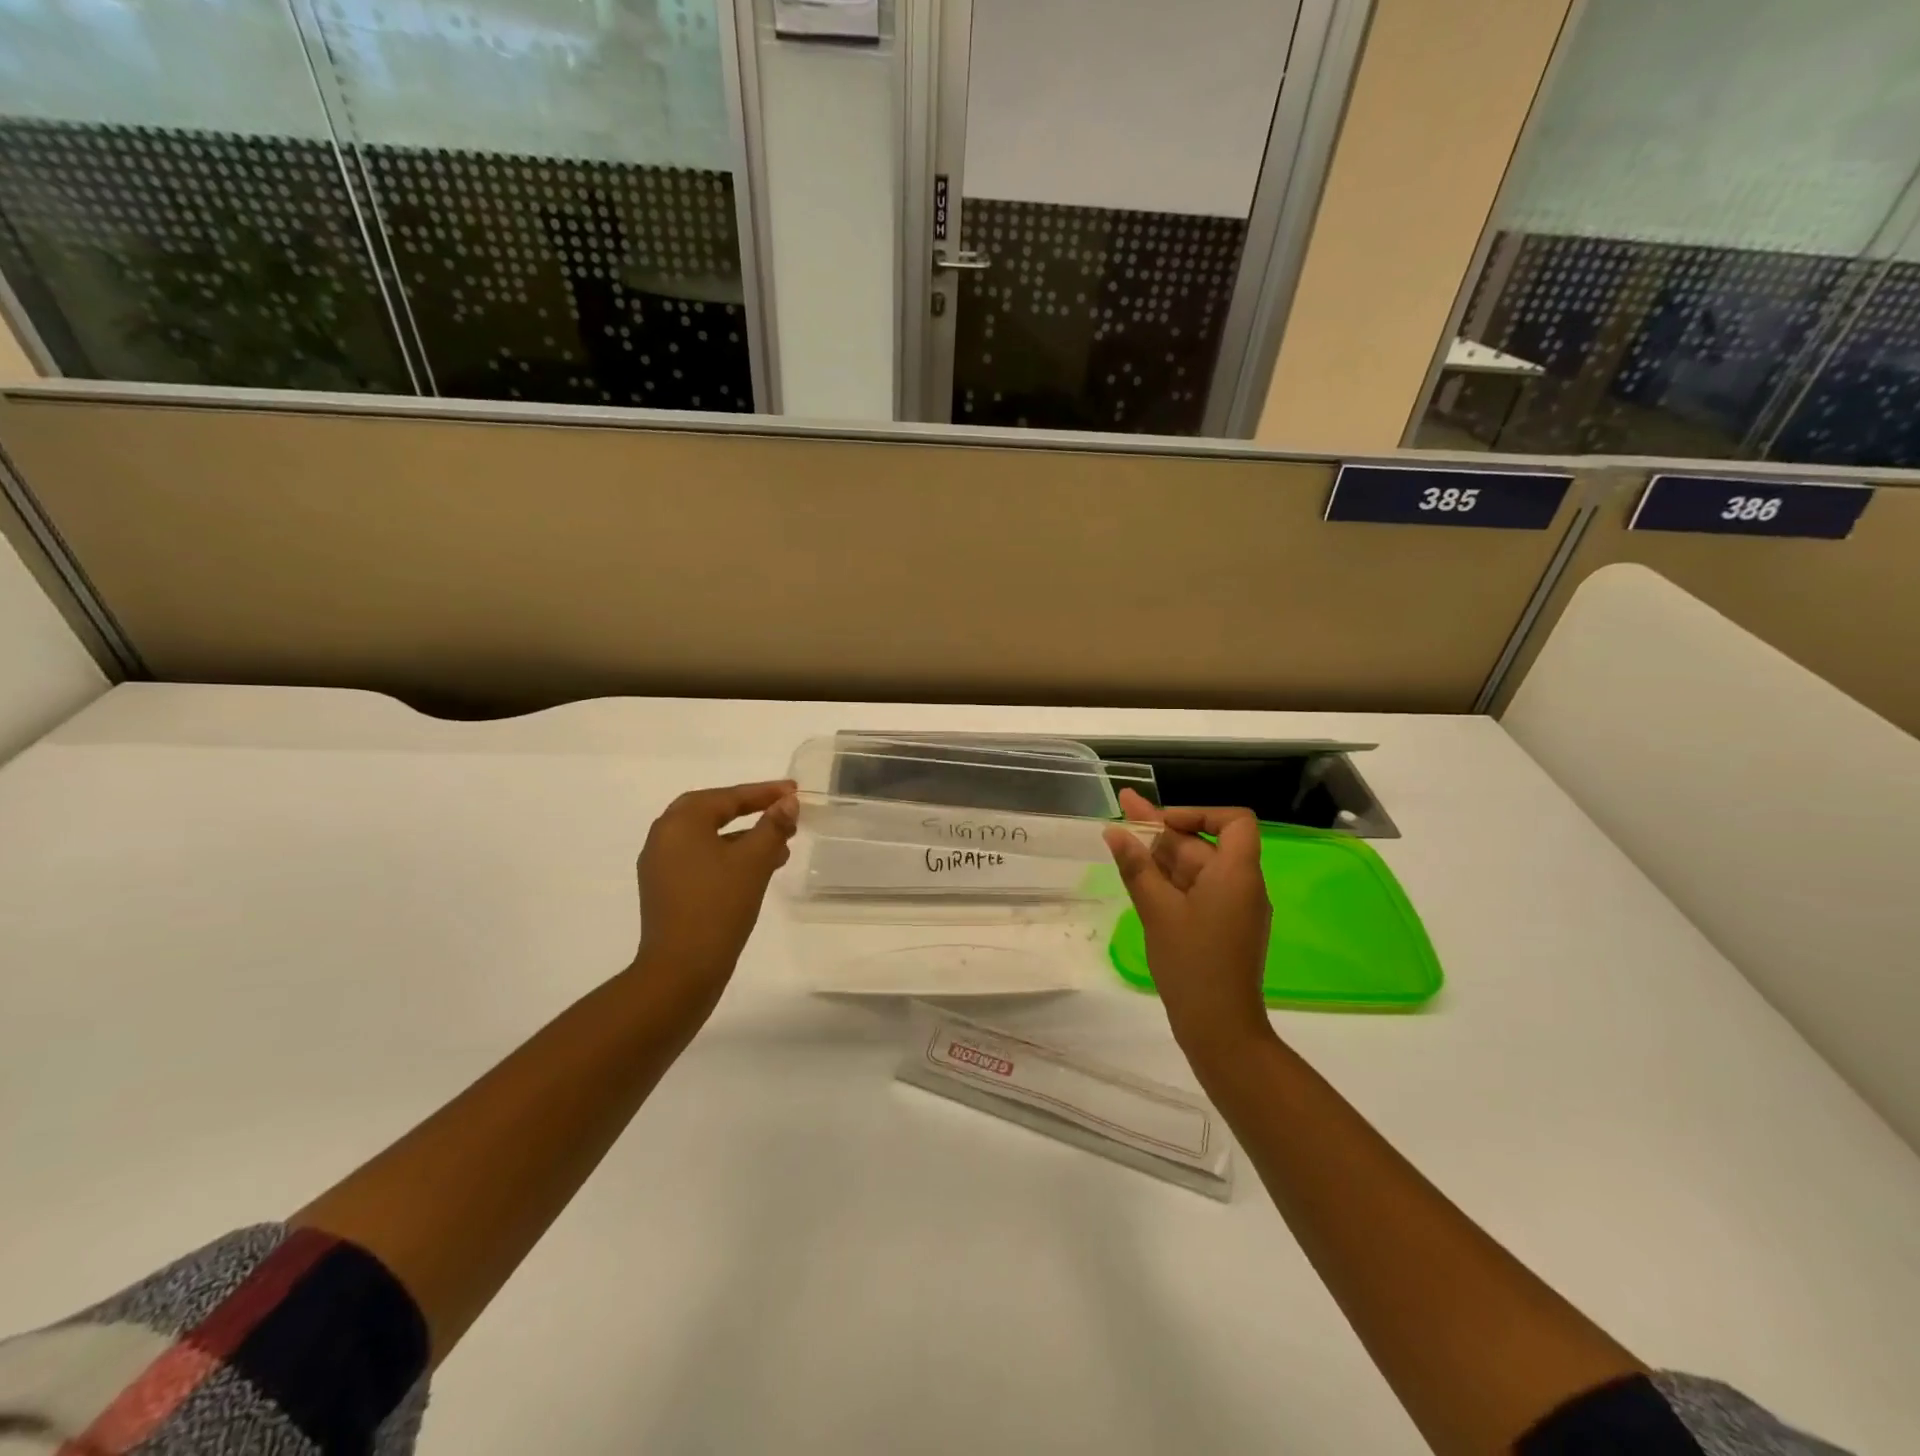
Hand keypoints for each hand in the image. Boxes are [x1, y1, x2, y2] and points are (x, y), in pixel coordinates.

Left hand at [633, 780, 798, 1005]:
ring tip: (782, 847)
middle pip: (713, 812)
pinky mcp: (666, 890)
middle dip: (751, 811)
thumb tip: (788, 802)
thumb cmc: (718, 906)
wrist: (681, 971)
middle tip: (783, 811)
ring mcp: (661, 866)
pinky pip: (702, 860)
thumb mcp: (754, 862)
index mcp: (680, 823)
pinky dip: (730, 857)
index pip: (727, 797)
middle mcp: (664, 837)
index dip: (764, 792)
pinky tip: (757, 871)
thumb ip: (773, 826)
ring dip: (744, 837)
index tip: (794, 790)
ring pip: (709, 838)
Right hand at [1104, 790, 1273, 1056]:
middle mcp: (1242, 885)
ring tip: (1122, 843)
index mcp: (1236, 873)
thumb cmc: (1192, 962)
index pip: (1234, 821)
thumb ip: (1136, 866)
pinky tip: (1141, 880)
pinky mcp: (1224, 928)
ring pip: (1198, 869)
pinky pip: (1199, 891)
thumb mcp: (1157, 910)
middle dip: (1163, 831)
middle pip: (1205, 844)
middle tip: (1122, 816)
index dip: (1198, 813)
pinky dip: (1171, 881)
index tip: (1162, 821)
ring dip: (1163, 856)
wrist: (1220, 1028)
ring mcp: (1234, 908)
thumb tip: (1115, 831)